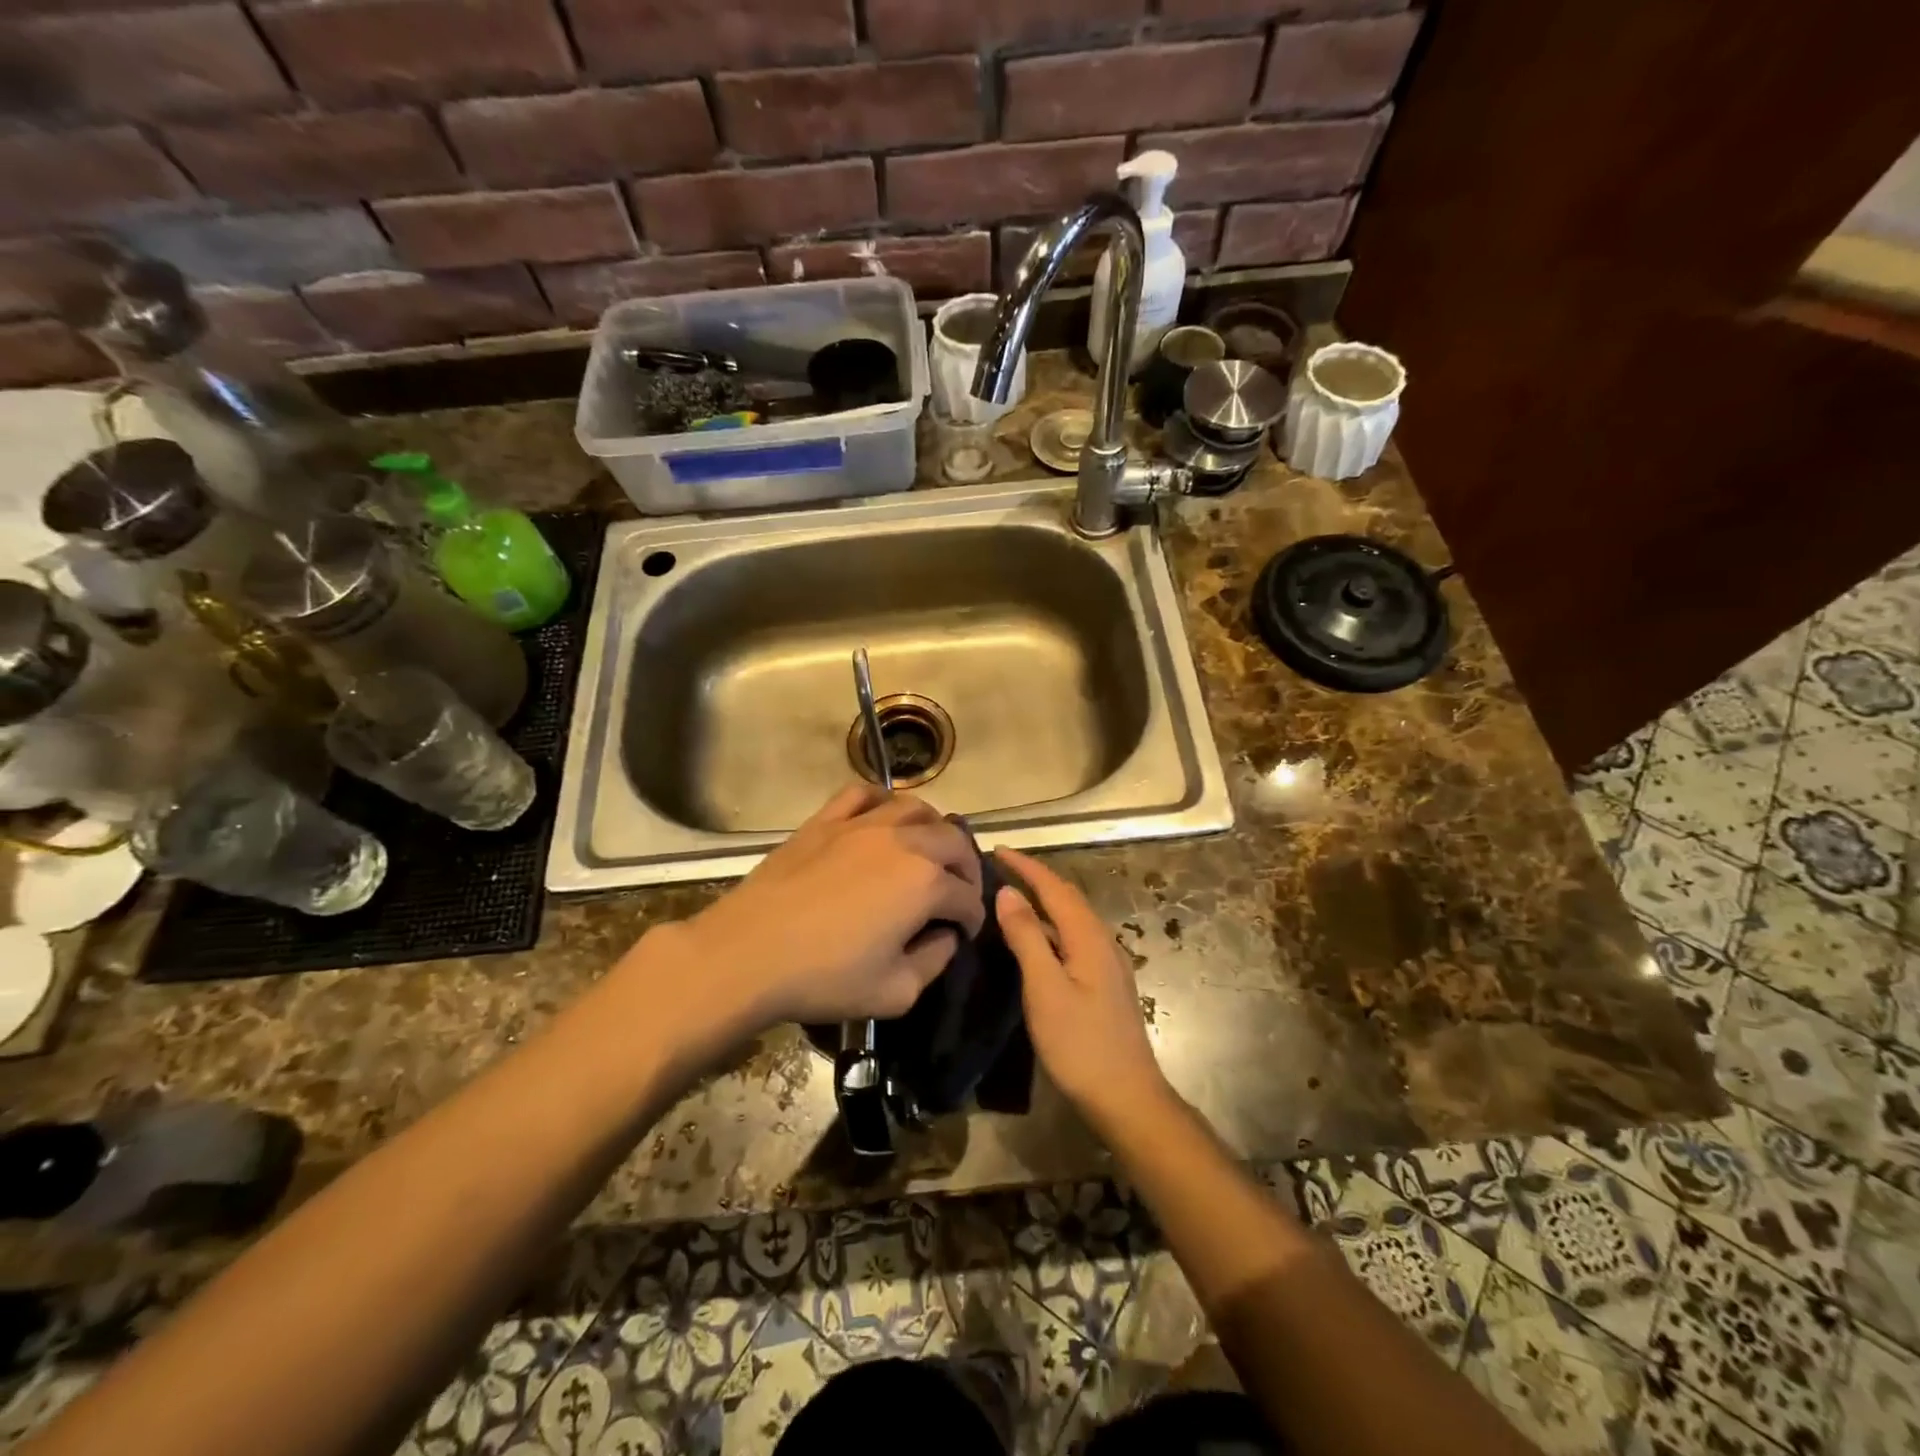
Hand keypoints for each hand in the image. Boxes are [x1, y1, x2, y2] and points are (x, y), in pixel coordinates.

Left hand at [664, 786, 985, 1027]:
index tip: (963, 934)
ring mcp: (862, 824)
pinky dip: (882, 801)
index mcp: (926, 883)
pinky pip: (862, 794)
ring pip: (914, 808)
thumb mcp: (896, 992)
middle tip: (957, 891)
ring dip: (932, 828)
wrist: (748, 953)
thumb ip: (934, 963)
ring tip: (928, 849)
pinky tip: (882, 817)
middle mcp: (903, 842)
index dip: (971, 918)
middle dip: (965, 867)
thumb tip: (945, 937)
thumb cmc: (825, 978)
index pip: (966, 896)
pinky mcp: (825, 820)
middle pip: (953, 841)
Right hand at [994, 848, 1172, 1128]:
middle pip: (1068, 898)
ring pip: (1072, 919)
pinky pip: (1074, 939)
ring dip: (1044, 902)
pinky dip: (1051, 927)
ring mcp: (1107, 964)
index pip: (1055, 888)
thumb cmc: (1080, 1044)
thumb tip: (1009, 893)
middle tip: (1001, 868)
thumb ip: (1027, 938)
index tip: (997, 850)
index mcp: (1090, 937)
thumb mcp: (1045, 988)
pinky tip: (1035, 942)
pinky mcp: (1105, 984)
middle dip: (1036, 878)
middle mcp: (1103, 942)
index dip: (1026, 866)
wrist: (1126, 1097)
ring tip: (1012, 897)